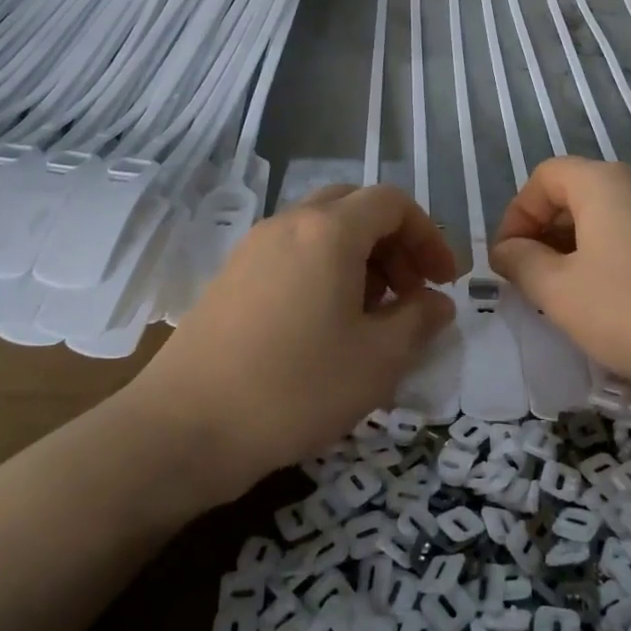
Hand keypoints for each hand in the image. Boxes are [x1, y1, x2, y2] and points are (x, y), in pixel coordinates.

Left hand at [148, 185, 457, 498]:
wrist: (185, 426)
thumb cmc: (296, 388)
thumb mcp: (377, 360)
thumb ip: (418, 320)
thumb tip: (436, 302)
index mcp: (328, 231)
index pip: (392, 203)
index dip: (428, 236)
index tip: (444, 281)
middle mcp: (288, 224)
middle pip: (354, 207)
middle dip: (393, 242)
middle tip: (410, 292)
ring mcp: (253, 248)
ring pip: (320, 230)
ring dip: (359, 257)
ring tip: (372, 314)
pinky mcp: (230, 277)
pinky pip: (291, 254)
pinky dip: (323, 271)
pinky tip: (325, 325)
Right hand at [490, 157, 630, 398]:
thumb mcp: (559, 292)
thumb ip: (521, 263)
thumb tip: (507, 249)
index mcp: (604, 183)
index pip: (544, 177)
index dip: (516, 214)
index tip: (509, 261)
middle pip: (578, 194)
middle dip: (546, 234)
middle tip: (535, 283)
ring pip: (612, 220)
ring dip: (580, 252)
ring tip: (575, 300)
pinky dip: (617, 263)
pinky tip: (622, 309)